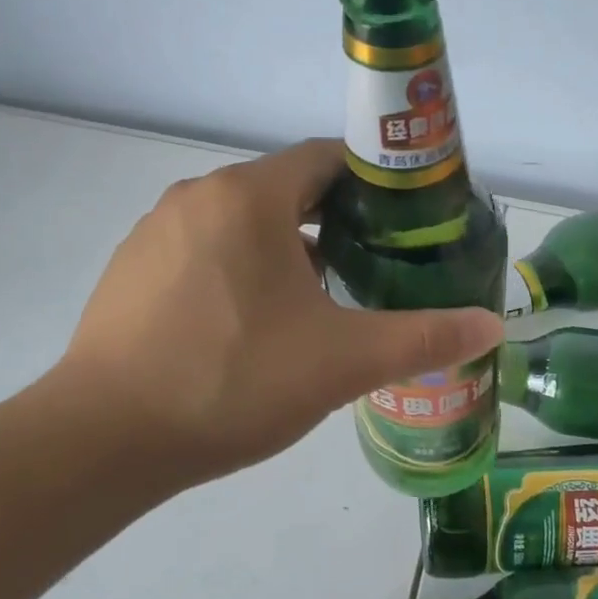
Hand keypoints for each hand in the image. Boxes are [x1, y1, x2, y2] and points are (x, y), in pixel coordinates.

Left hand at [48, 138, 502, 496]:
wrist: (104, 439)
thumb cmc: (233, 382)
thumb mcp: (341, 361)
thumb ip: (422, 337)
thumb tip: (493, 327)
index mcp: (249, 197)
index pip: (326, 159)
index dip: (374, 184)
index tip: (406, 220)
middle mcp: (199, 197)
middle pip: (285, 190)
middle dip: (334, 221)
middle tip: (375, 264)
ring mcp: (156, 232)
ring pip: (242, 223)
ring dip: (286, 248)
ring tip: (322, 299)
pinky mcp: (131, 270)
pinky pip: (204, 251)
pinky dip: (240, 269)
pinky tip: (253, 326)